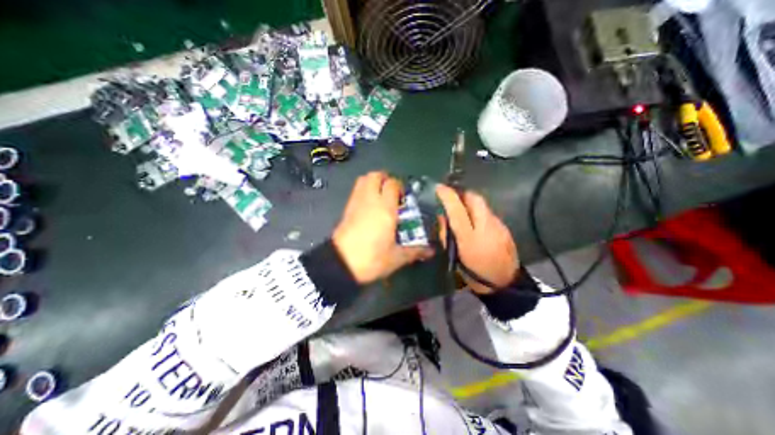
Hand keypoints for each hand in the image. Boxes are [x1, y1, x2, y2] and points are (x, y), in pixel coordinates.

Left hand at [330, 172, 432, 287]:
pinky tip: (369, 206)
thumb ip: (414, 251)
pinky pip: (356, 191)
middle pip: (375, 175)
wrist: (340, 265)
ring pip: (363, 180)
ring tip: (381, 195)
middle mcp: (370, 200)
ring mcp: (356, 203)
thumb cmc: (371, 259)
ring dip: (373, 182)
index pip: (392, 184)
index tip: (404, 197)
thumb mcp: (396, 258)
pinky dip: (364, 191)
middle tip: (392, 191)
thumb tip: (431, 251)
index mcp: (385, 209)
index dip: (399, 186)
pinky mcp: (346, 209)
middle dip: (385, 178)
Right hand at [435, 185, 519, 293]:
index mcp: (469, 237)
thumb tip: (442, 217)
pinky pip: (489, 213)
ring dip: (470, 204)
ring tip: (463, 212)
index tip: (439, 188)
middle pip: (474, 198)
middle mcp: (486, 226)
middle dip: (461, 194)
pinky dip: (479, 213)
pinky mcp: (505, 227)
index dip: (447, 195)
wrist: (505, 285)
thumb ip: (446, 235)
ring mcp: (498, 225)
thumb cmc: (474, 273)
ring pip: (482, 204)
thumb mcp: (454, 256)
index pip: (456, 209)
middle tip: (452, 199)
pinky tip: (477, 224)